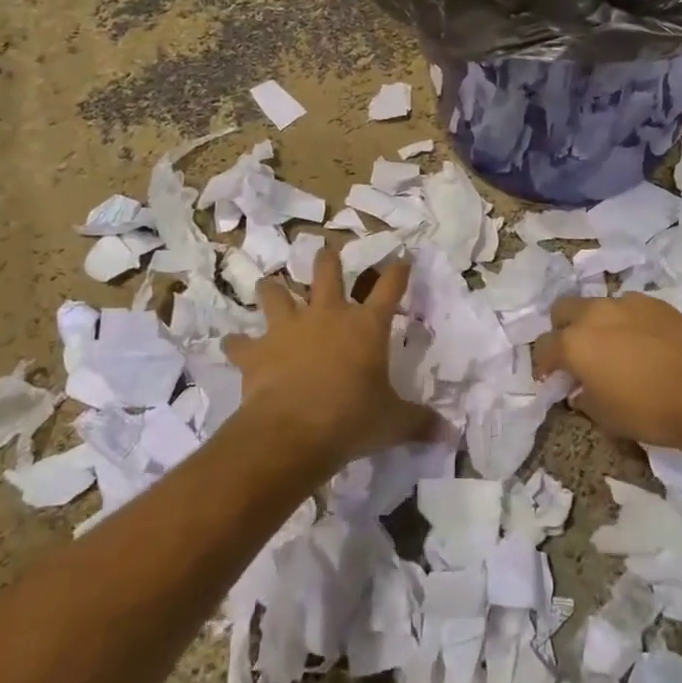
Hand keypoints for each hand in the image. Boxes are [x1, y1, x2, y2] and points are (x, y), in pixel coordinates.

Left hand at [222, 243, 437, 471]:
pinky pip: (241, 342)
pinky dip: (237, 344)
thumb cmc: (352, 420)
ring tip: (269, 284)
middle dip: (328, 259)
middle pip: (328, 273)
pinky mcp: (258, 350)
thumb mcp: (393, 423)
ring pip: (276, 294)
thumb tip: (449, 432)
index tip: (402, 258)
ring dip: (272, 289)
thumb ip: (419, 422)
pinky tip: (232, 344)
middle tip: (327, 249)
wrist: (293, 431)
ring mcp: (289, 328)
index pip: (390, 288)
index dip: (398, 271)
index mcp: (366, 326)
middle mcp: (328, 315)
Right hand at [533, 292, 681, 451]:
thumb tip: (580, 390)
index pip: (543, 346)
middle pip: (563, 309)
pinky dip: (626, 321)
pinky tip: (642, 342)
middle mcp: (594, 314)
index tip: (550, 377)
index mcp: (574, 343)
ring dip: (596, 323)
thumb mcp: (606, 417)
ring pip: (598, 305)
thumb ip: (584, 398)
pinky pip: (628, 307)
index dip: (542, 363)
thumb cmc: (649, 411)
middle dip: (562, 328)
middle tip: (576, 353)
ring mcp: (626, 303)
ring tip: (613, 346)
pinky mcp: (654, 302)